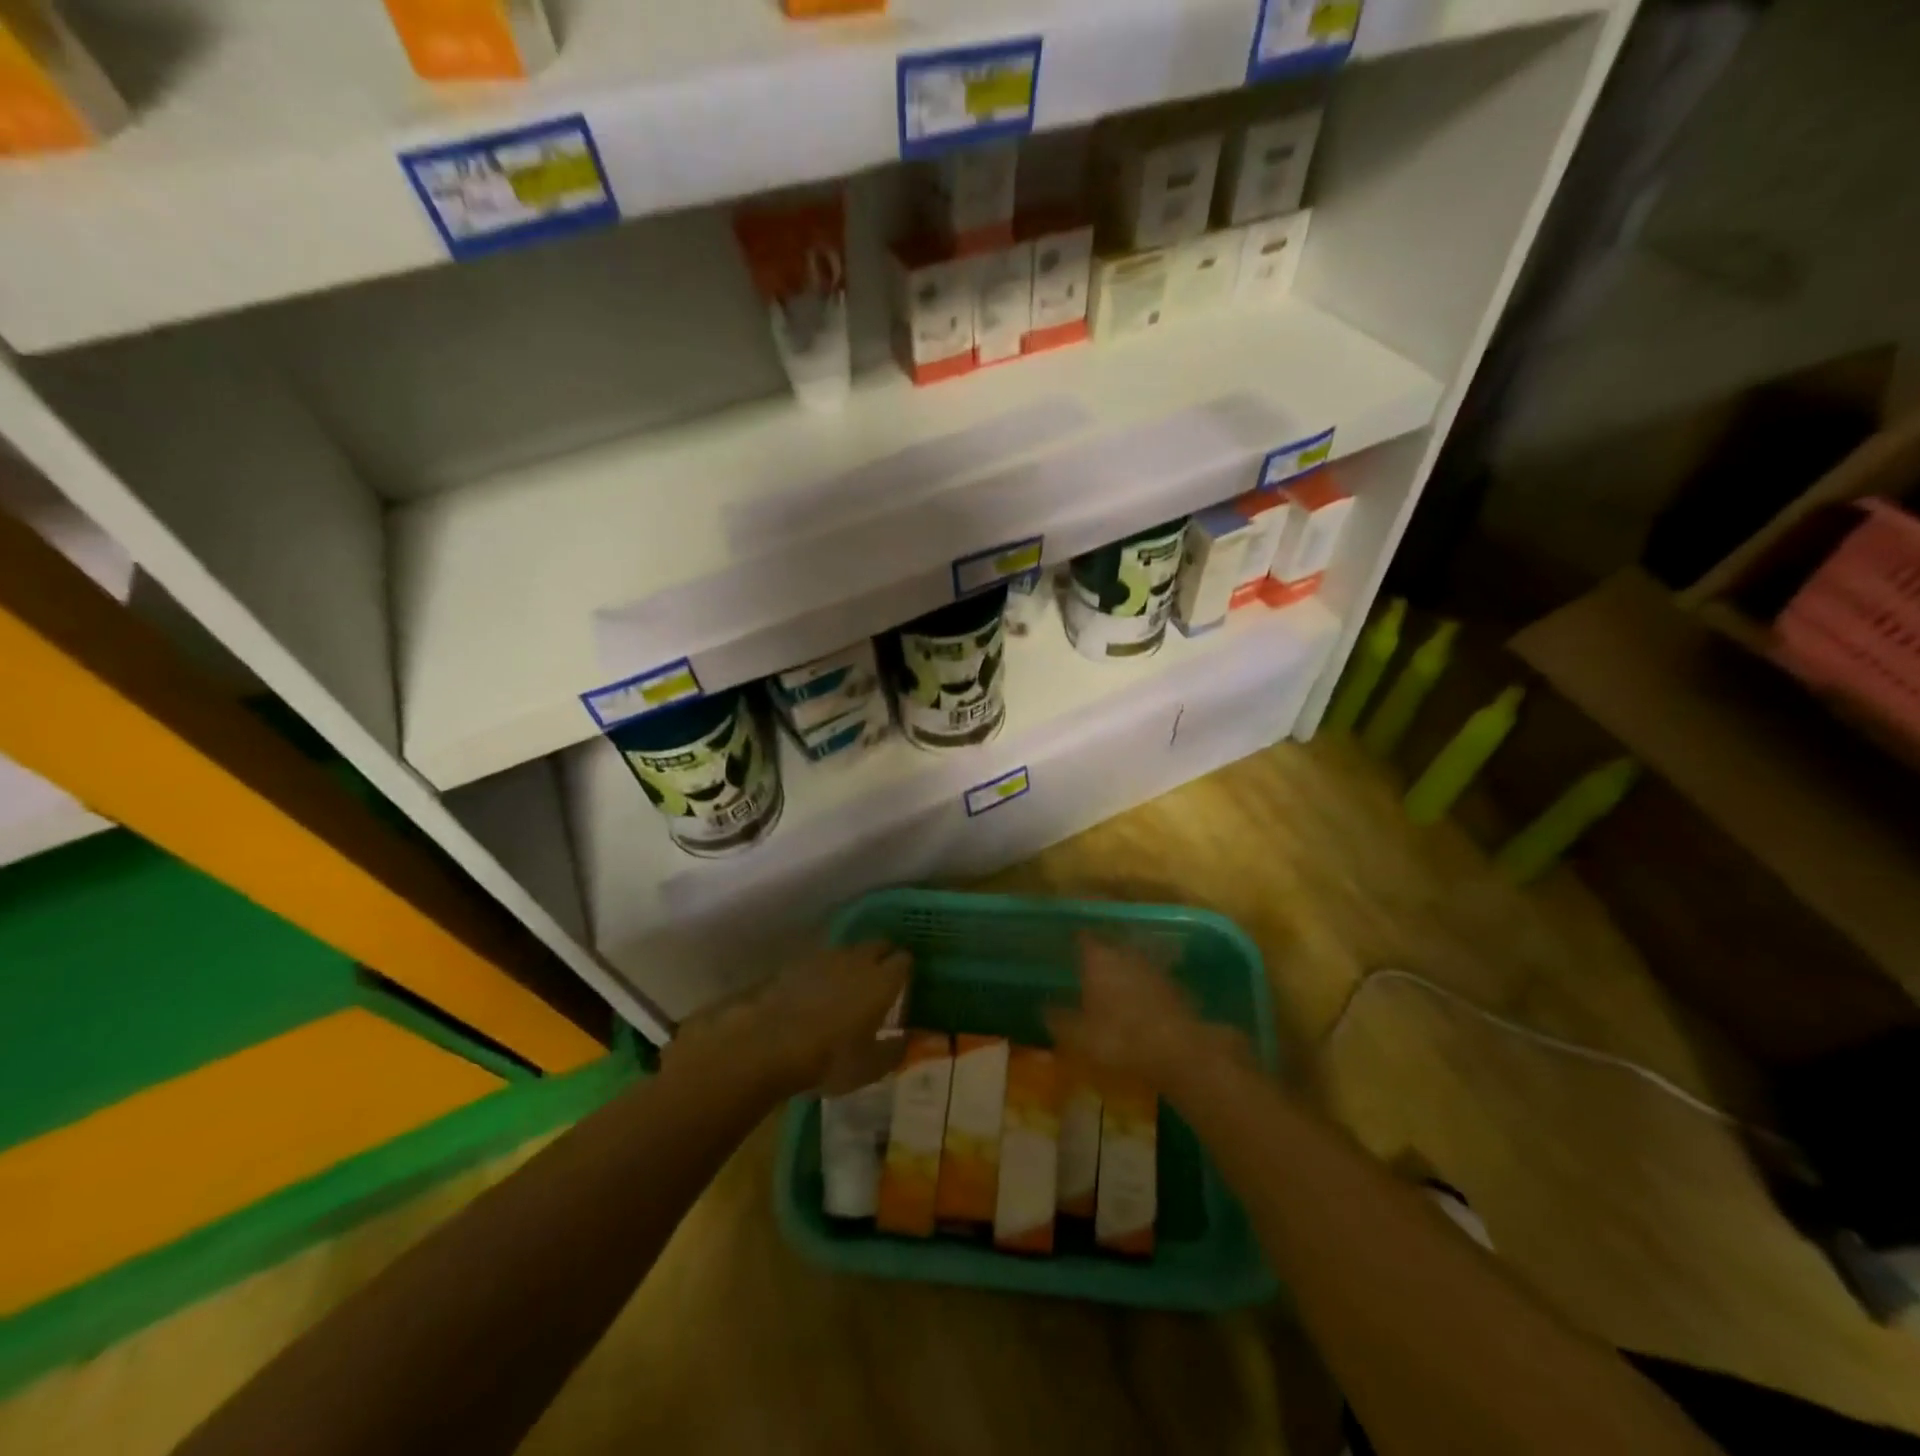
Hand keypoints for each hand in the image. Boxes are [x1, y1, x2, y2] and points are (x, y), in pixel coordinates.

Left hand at [673, 941, 910, 1098]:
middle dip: (882, 957)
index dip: (906, 969)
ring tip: (848, 985)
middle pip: (877, 946)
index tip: (906, 982)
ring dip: (852, 963)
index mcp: (882, 981)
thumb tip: (907, 1040)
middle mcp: (858, 960)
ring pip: (848, 952)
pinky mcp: (795, 964)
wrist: (769, 1042)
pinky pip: (820, 962)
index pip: (904, 960)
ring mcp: (825, 958)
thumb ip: (893, 1051)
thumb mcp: (869, 1067)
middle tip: (880, 979)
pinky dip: (823, 973)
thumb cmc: (830, 1057)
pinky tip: (817, 992)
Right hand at [1046, 933, 1249, 1094]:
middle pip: (1109, 945)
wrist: (1178, 1052)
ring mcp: (1152, 968)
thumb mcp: (1078, 1035)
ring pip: (1131, 960)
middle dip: (1099, 952)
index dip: (1074, 939)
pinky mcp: (1173, 986)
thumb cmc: (1119, 1038)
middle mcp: (1125, 954)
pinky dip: (1142, 985)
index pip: (1082, 937)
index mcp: (1098, 958)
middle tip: (1086, 962)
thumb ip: (1059, 1019)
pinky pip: (1150, 978)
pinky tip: (1137, 1000)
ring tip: (1111, 981)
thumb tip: (1044, 1007)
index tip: (1065, 942)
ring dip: (1122, 967)